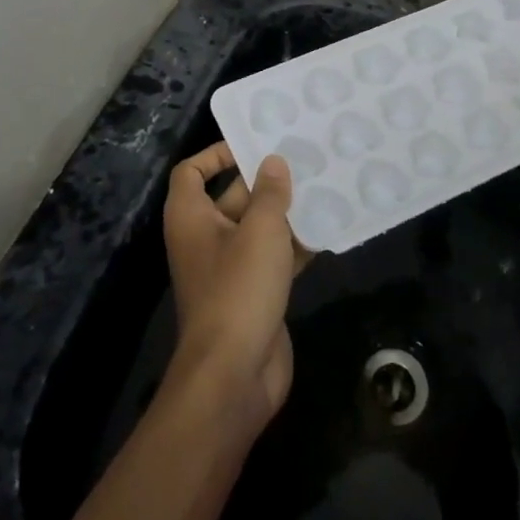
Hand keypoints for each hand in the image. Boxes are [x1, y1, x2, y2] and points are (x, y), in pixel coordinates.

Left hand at [162, 143, 299, 431]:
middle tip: (306, 158)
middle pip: (233, 196)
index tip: (254, 144)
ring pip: (258, 227)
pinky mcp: (253, 293)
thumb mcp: (259, 232)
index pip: (192, 172)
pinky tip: (328, 229)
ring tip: (325, 186)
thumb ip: (269, 193)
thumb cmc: (238, 290)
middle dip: (266, 180)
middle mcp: (206, 239)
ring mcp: (230, 268)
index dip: (217, 153)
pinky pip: (274, 257)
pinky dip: (296, 245)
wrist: (234, 375)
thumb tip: (273, 162)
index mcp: (191, 218)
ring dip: (287, 212)